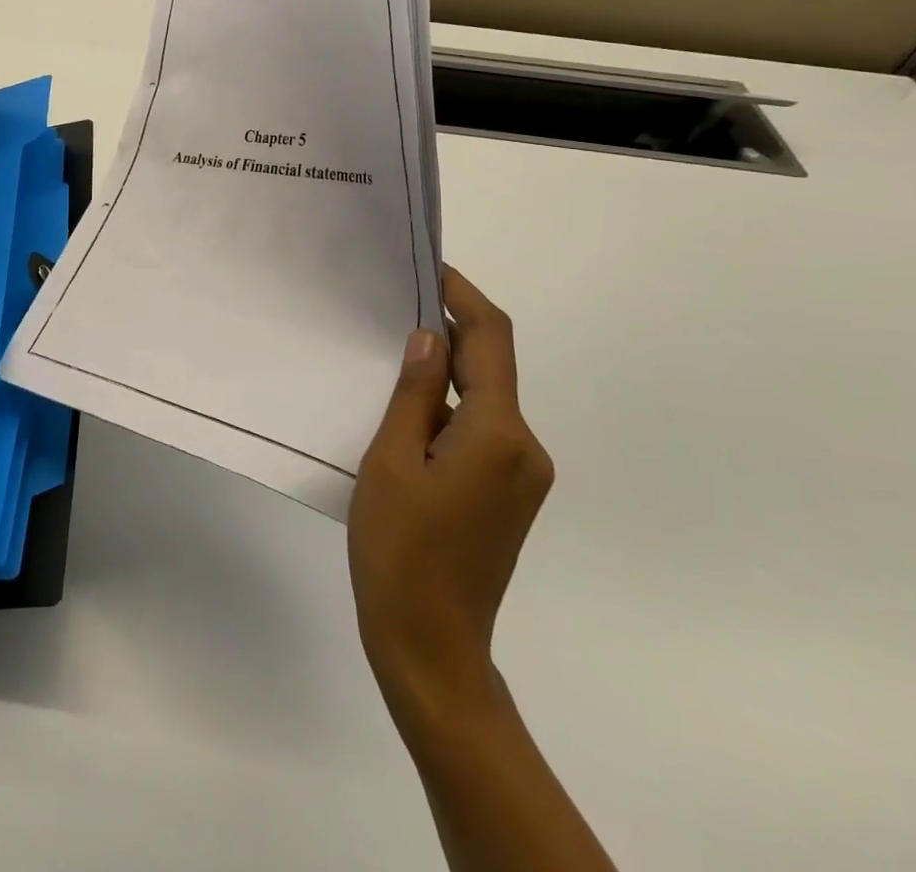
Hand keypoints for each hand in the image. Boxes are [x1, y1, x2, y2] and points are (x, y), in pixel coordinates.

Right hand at [348, 265, 553, 741]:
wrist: (430, 647)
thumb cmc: (400, 549)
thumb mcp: (391, 459)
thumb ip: (414, 392)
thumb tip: (427, 338)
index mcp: (499, 434)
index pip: (491, 340)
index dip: (463, 296)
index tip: (428, 269)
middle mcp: (525, 448)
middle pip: (491, 367)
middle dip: (449, 330)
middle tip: (395, 305)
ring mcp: (522, 475)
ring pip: (484, 400)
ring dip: (445, 371)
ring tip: (390, 354)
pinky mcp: (508, 494)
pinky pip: (481, 430)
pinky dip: (448, 407)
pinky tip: (406, 411)